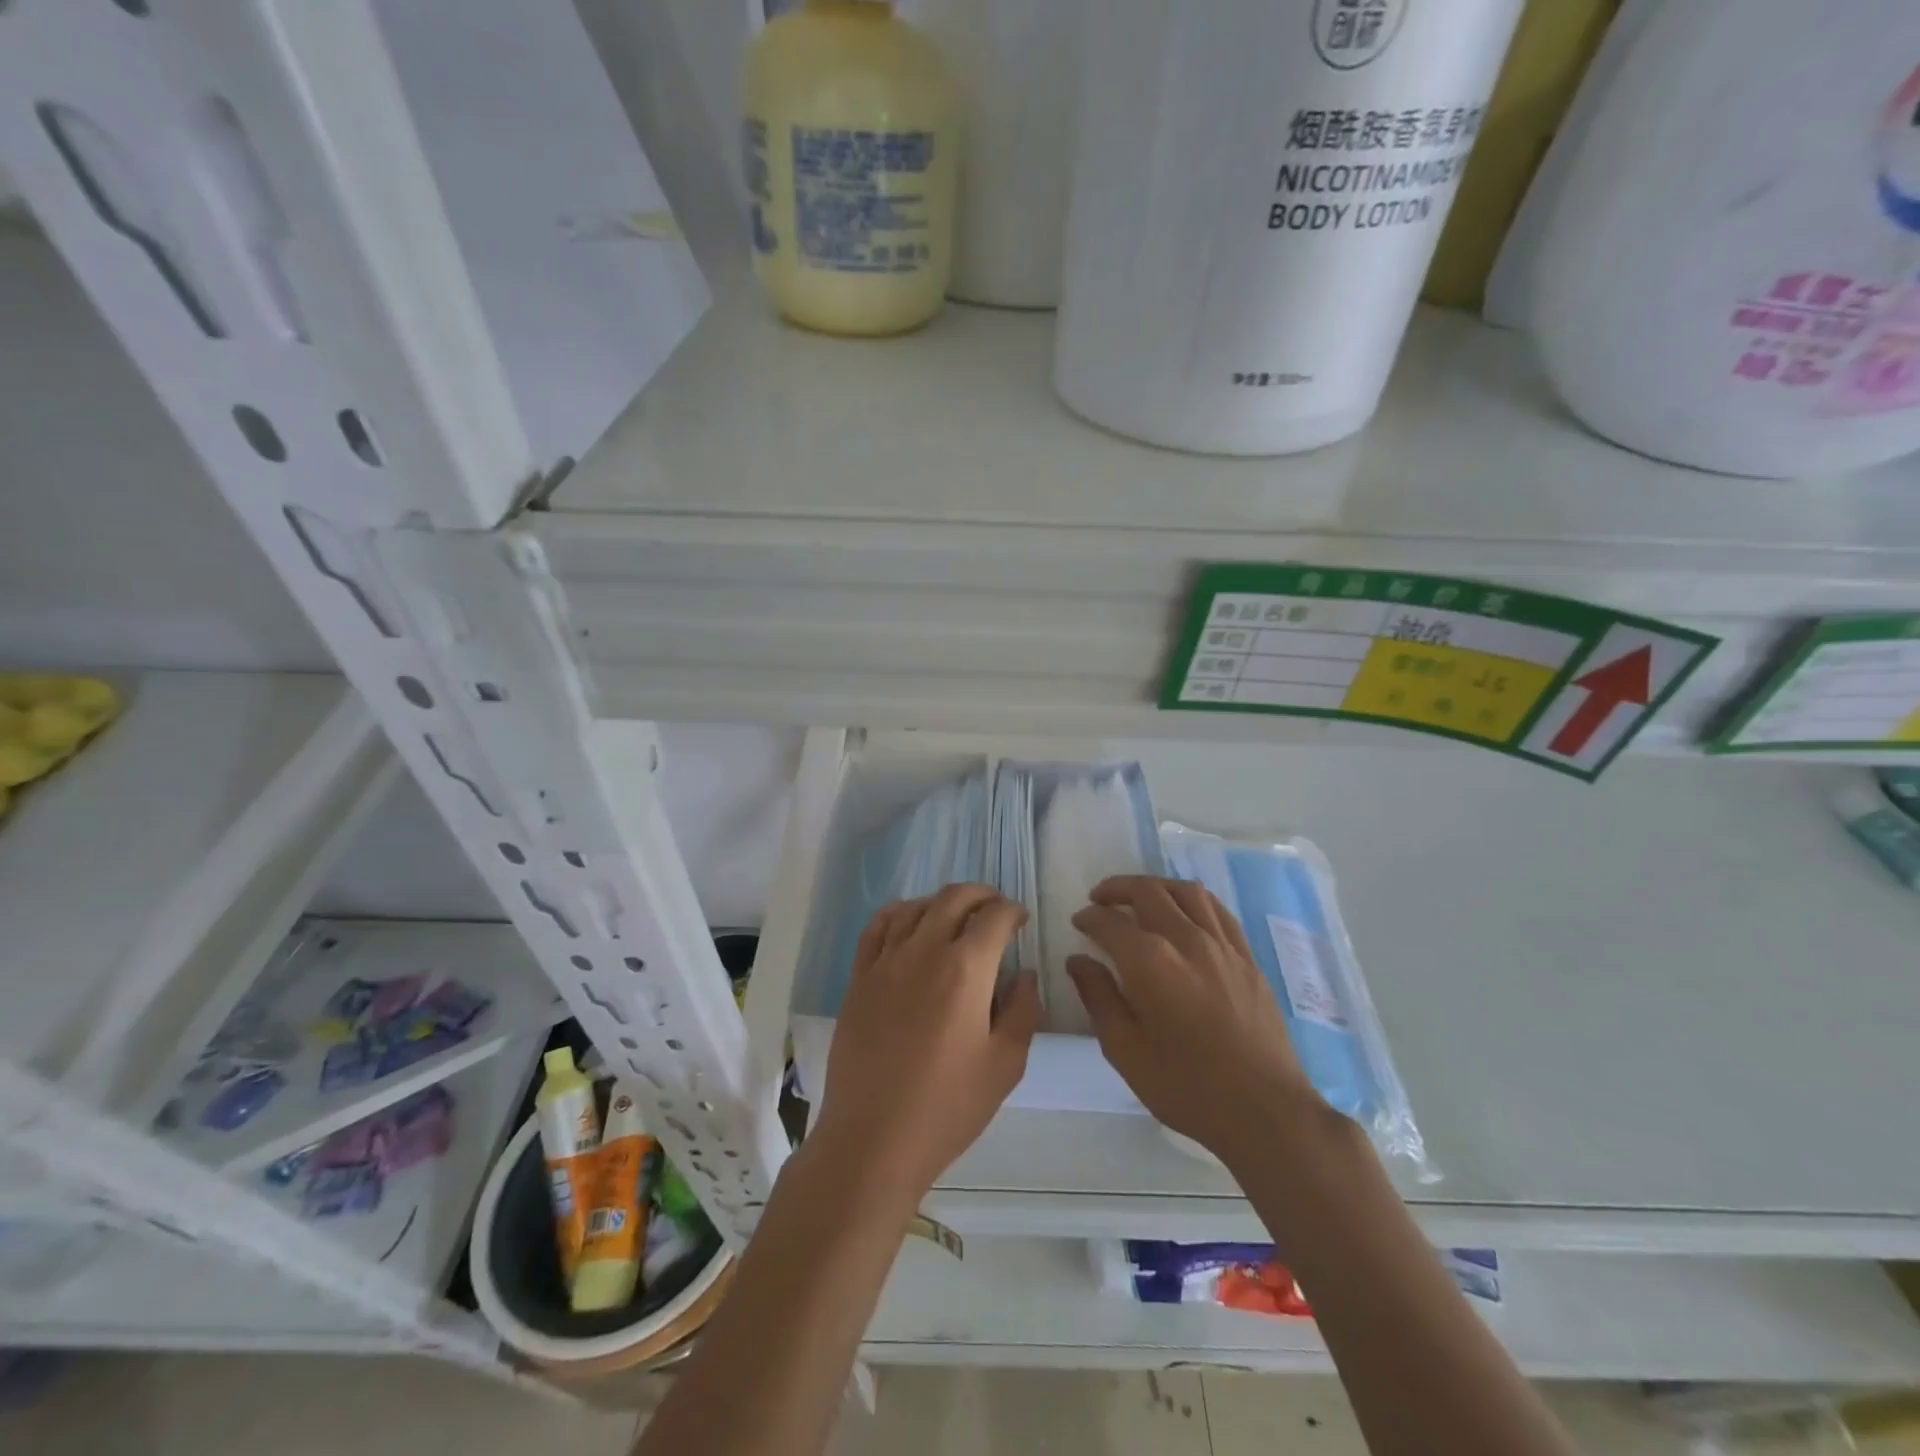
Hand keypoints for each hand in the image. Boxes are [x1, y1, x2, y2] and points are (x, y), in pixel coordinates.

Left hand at [814, 884, 1042, 1203]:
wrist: (873, 1138)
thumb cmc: (948, 1106)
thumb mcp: (1006, 1065)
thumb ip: (1023, 1010)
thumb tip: (1025, 974)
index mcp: (966, 969)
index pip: (995, 917)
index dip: (1013, 911)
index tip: (1020, 921)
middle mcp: (924, 950)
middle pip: (954, 898)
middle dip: (981, 895)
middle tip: (995, 910)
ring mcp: (886, 961)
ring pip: (916, 907)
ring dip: (942, 902)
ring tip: (956, 917)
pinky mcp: (860, 977)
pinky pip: (877, 927)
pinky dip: (899, 912)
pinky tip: (909, 920)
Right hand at [1069, 876, 1320, 1167]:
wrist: (1264, 1110)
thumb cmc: (1187, 1087)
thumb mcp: (1126, 1051)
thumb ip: (1099, 998)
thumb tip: (1078, 961)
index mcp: (1151, 963)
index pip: (1111, 923)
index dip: (1090, 918)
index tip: (1079, 922)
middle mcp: (1186, 941)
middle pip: (1148, 892)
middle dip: (1117, 889)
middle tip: (1099, 900)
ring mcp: (1222, 945)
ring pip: (1186, 892)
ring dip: (1156, 886)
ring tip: (1139, 897)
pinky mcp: (1247, 957)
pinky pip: (1217, 910)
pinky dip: (1192, 900)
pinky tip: (1184, 912)